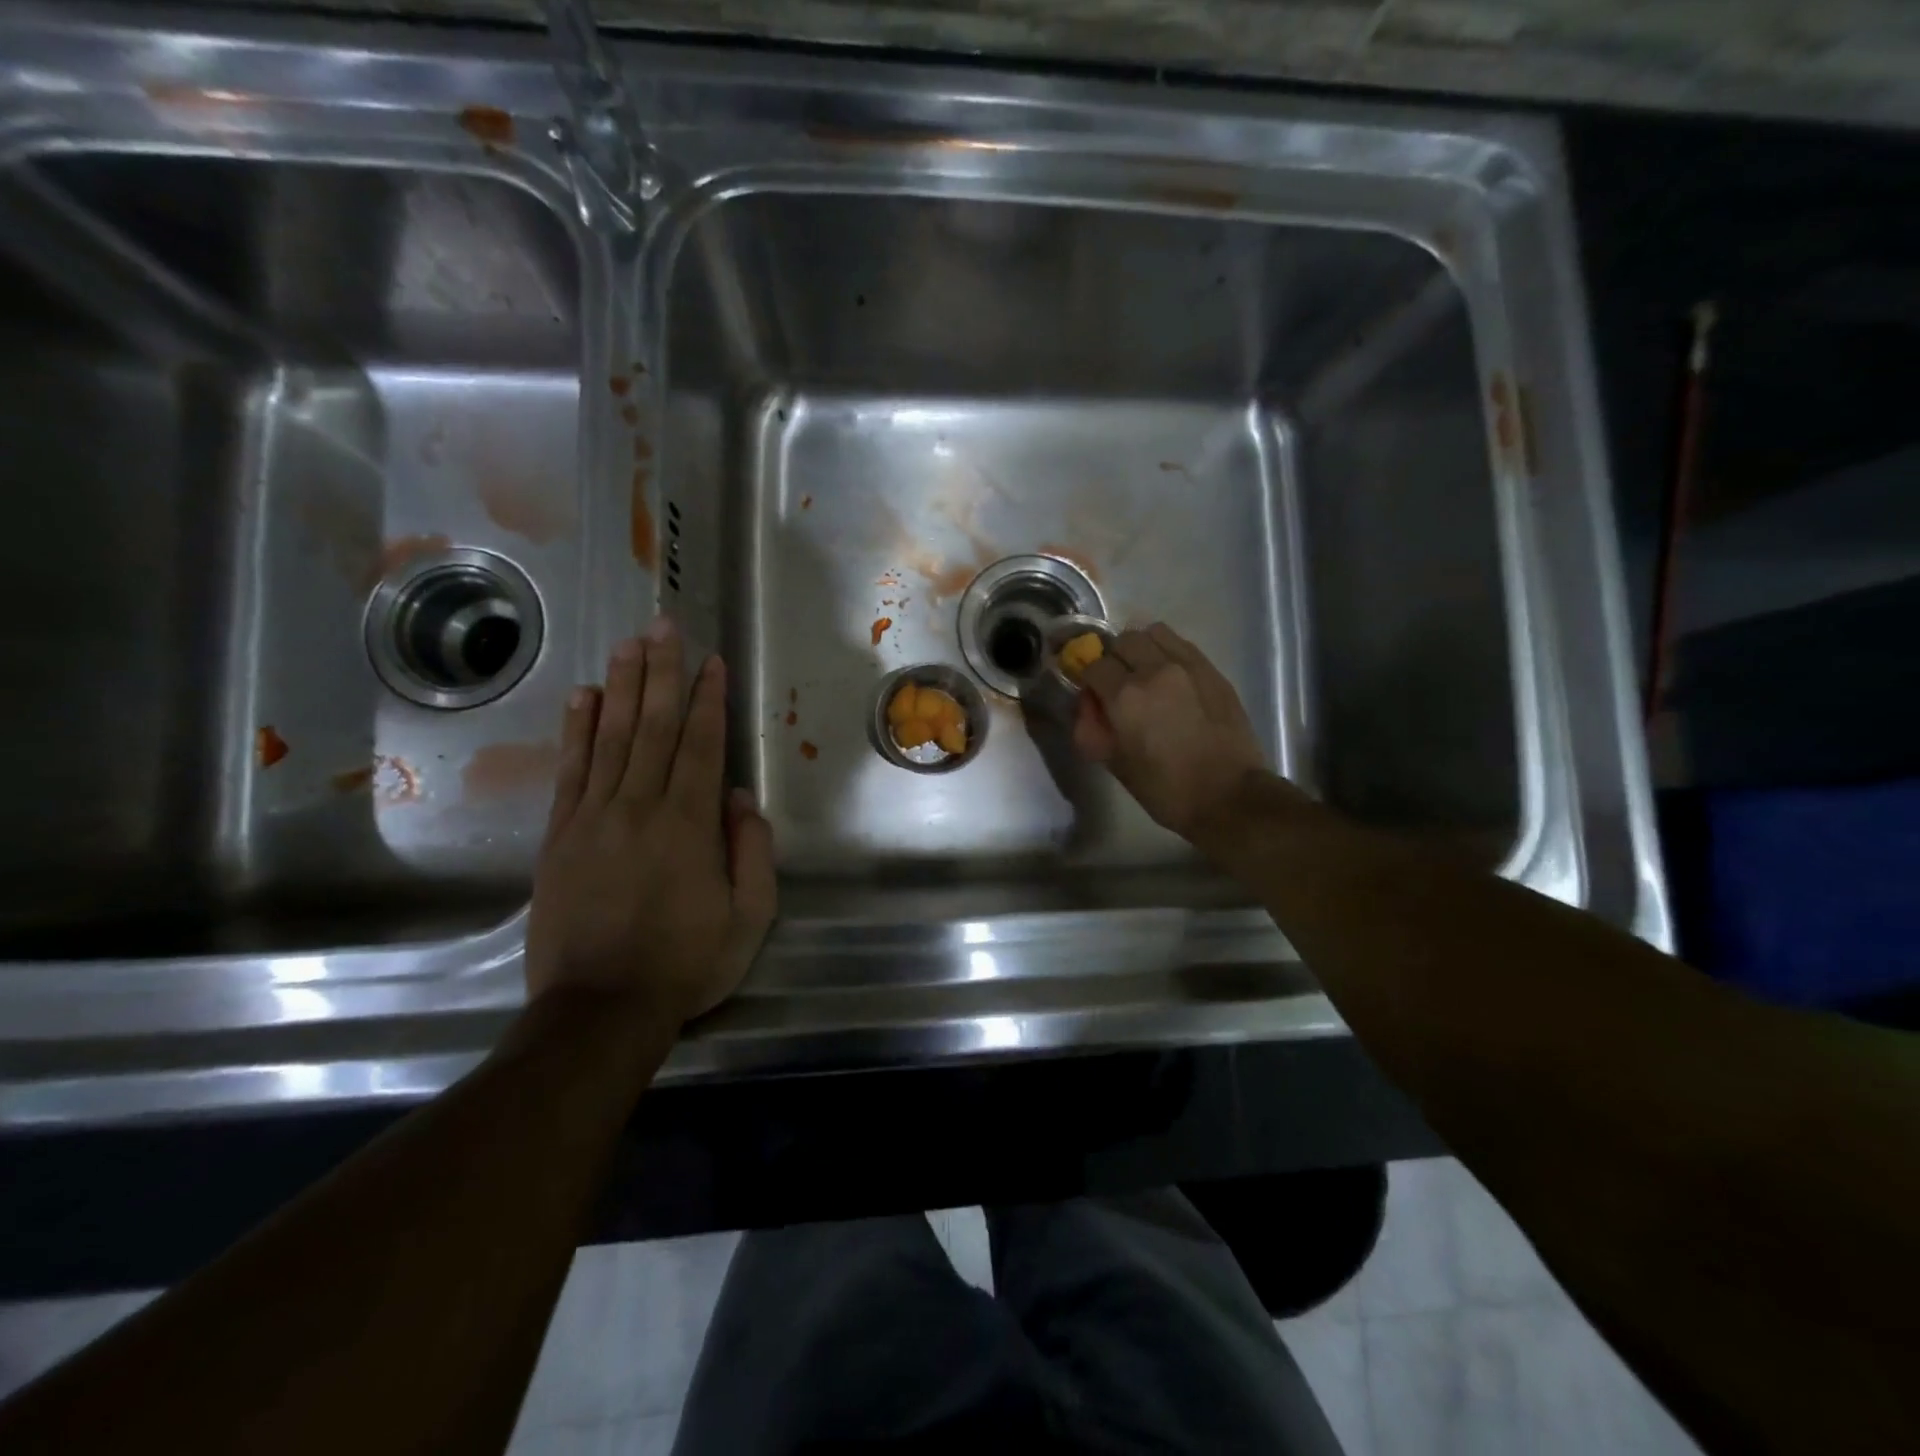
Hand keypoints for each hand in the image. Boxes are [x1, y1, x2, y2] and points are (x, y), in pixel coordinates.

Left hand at [525, 618, 775, 1027]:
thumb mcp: (748, 917)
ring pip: (612, 736)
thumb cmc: (685, 963)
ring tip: (630, 644)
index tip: (711, 661)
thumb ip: (751, 851)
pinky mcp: (560, 835)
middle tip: (664, 626)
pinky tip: (584, 697)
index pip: (701, 744)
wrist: (599, 1007)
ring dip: (623, 686)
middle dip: (663, 672)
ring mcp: (593, 817)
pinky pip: (571, 769)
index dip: (707, 699)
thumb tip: (739, 797)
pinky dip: (578, 729)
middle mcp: (640, 805)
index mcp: (689, 823)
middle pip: (654, 726)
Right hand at [1074, 623, 1270, 841]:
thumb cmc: (1166, 790)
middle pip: (1121, 641)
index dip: (1088, 679)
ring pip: (1152, 632)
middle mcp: (1154, 670)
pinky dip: (1166, 650)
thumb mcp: (1116, 765)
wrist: (1230, 796)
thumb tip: (1087, 704)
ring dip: (1140, 647)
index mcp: (1125, 696)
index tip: (1091, 694)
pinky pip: (1180, 643)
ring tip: (1143, 671)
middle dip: (1112, 659)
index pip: (1093, 665)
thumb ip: (1092, 728)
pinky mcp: (1211, 669)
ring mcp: (1187, 665)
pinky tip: (1169, 674)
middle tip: (1117, 684)